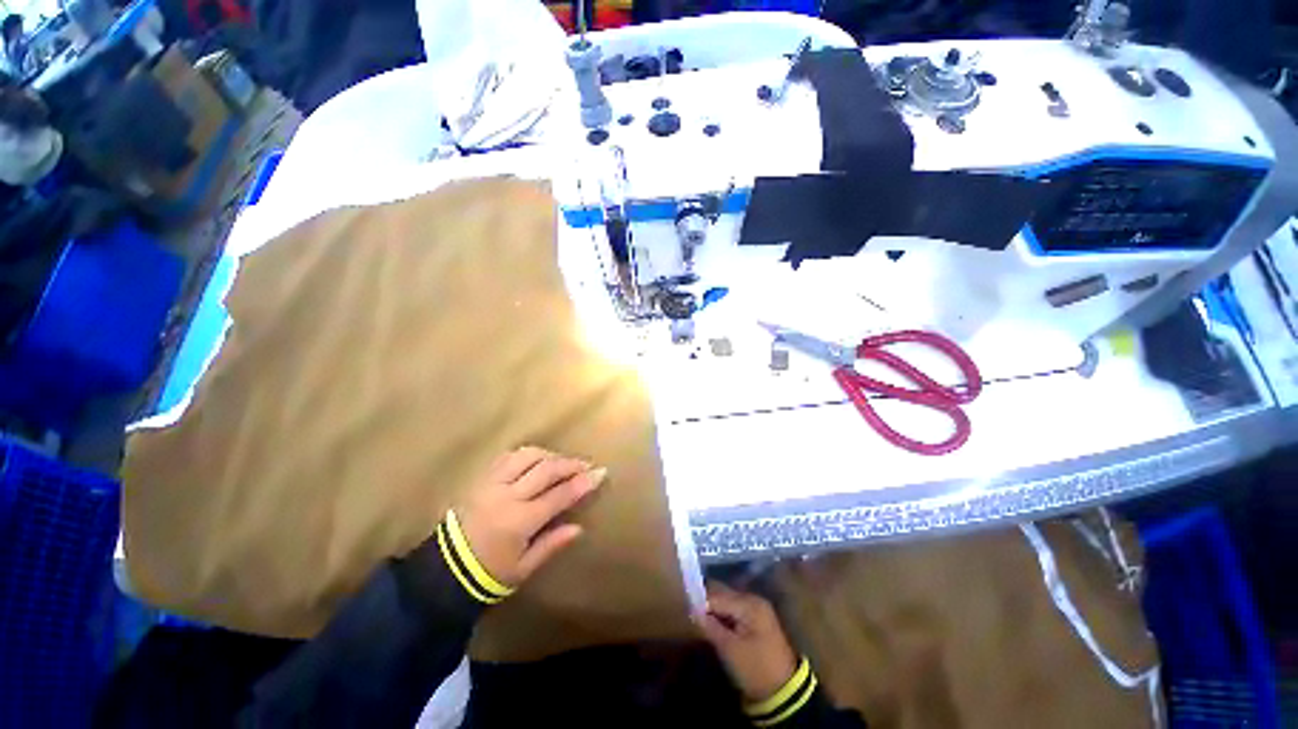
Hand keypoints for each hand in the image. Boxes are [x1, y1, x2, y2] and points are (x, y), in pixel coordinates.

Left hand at [454, 447, 606, 587]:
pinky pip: (507, 457)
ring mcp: (492, 483)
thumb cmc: (487, 574)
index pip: (559, 495)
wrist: (443, 572)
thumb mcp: (523, 569)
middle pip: (546, 469)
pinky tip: (536, 459)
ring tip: (562, 462)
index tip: (601, 473)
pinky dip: (527, 454)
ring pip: (527, 456)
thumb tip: (578, 528)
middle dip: (570, 464)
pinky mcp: (481, 479)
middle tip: (586, 464)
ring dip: (549, 455)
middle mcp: (507, 495)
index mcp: (519, 521)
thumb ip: (551, 544)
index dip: (582, 483)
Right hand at [697, 581, 798, 702]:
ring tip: (695, 616)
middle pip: (722, 593)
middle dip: (705, 601)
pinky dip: (721, 614)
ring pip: (726, 600)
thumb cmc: (756, 669)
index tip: (683, 606)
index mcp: (749, 604)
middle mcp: (752, 600)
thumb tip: (692, 609)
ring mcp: (755, 609)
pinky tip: (710, 623)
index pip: (717, 595)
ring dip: (712, 607)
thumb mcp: (729, 649)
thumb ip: (710, 626)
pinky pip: (733, 610)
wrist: (784, 692)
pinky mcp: (755, 620)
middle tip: (687, 610)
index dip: (699, 600)